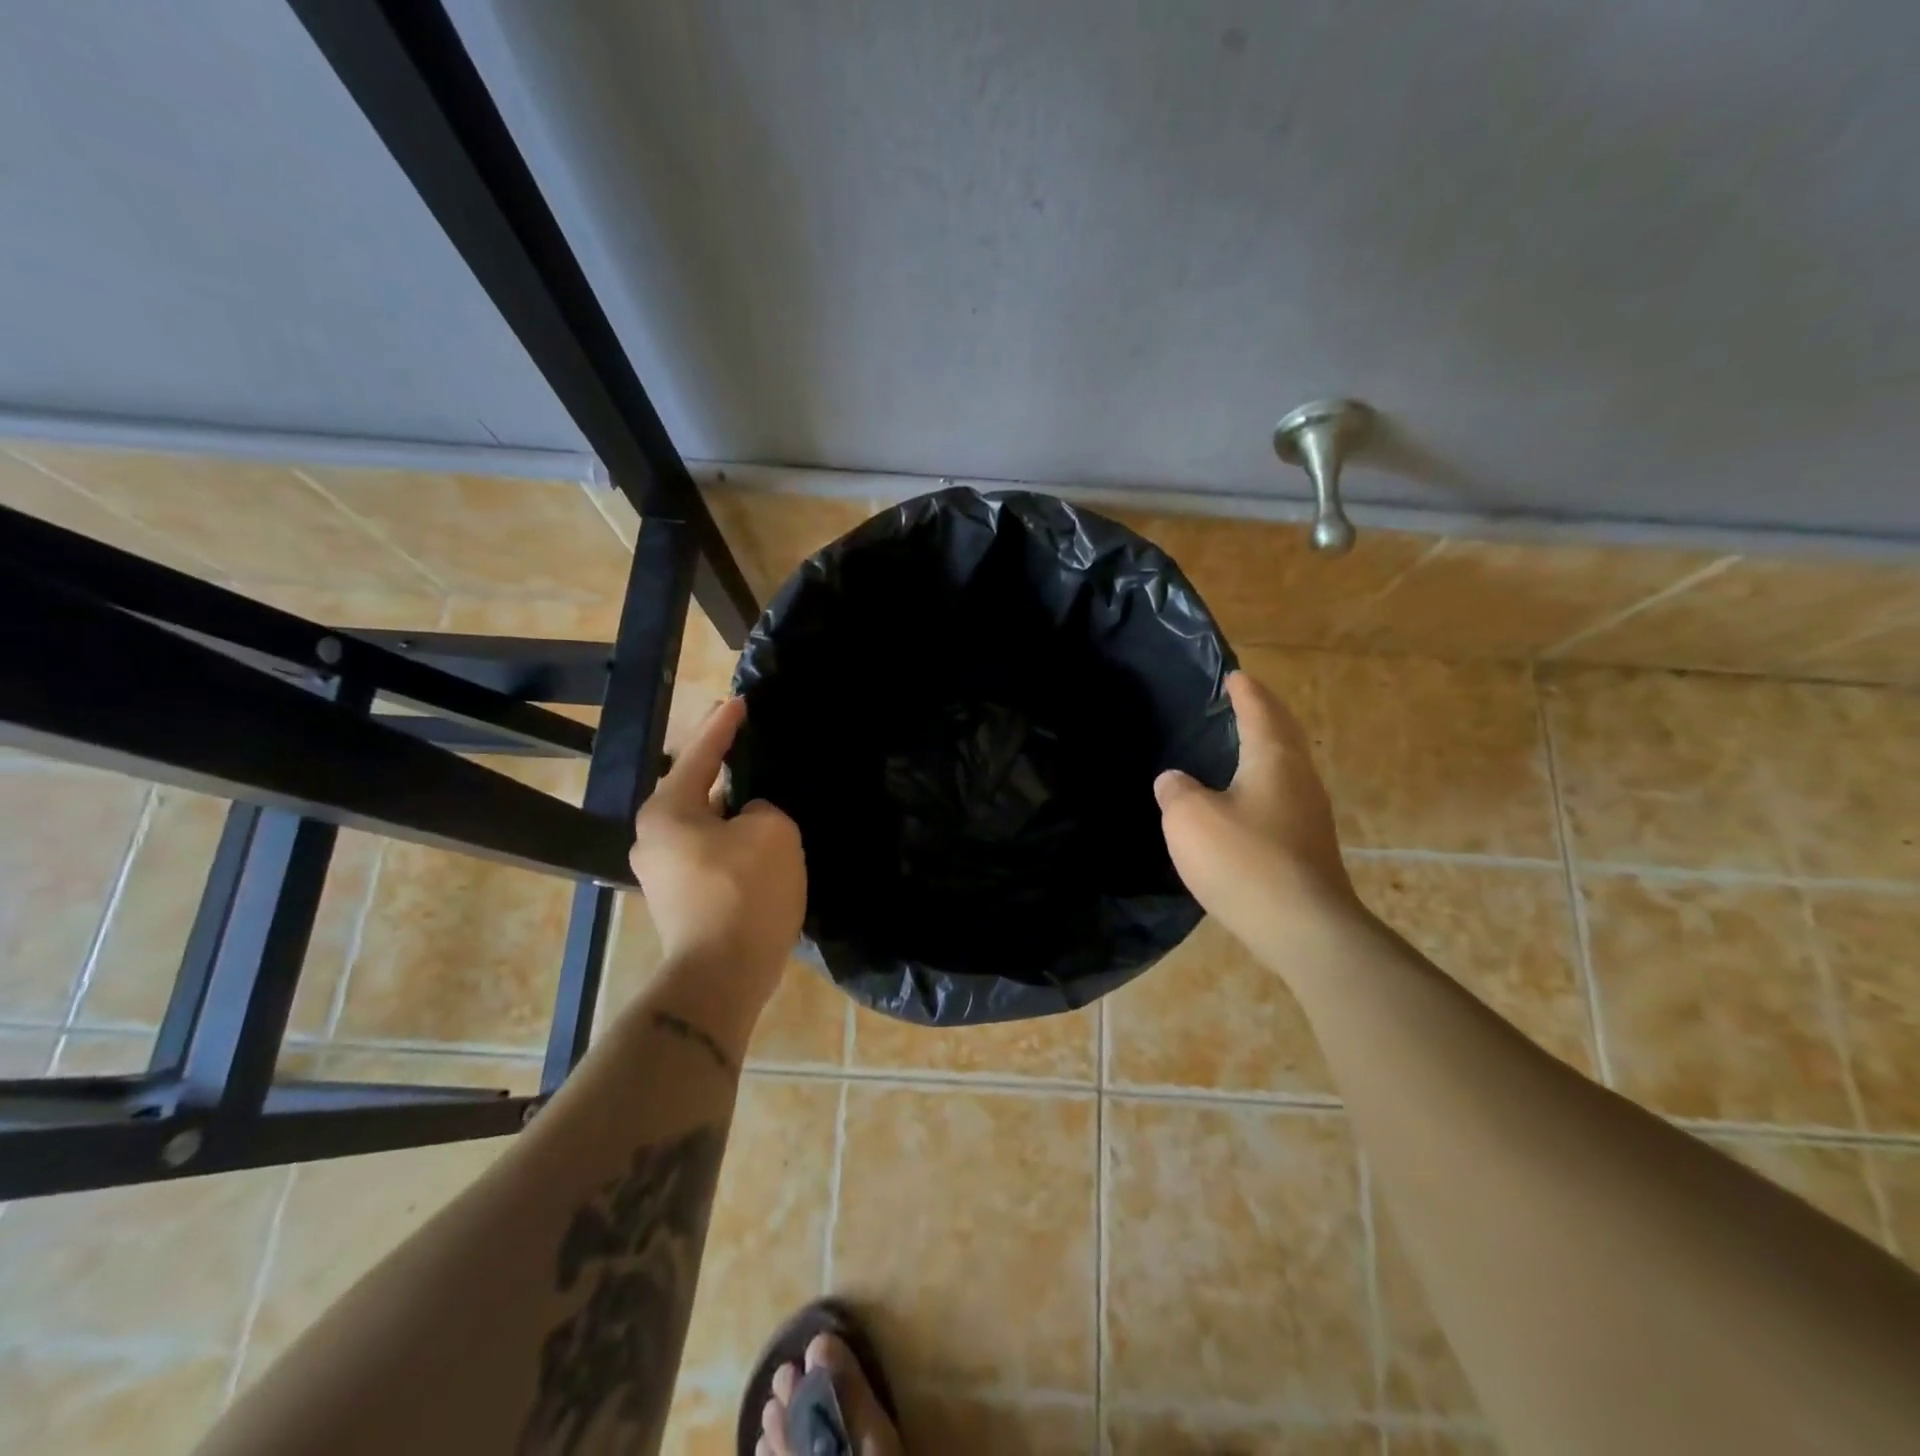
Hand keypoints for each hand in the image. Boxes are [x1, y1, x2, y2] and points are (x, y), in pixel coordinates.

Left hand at [629, 697, 805, 1012]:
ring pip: (706, 826)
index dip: (725, 725)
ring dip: (734, 813)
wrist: (721, 976)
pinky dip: (735, 844)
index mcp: (668, 811)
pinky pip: (711, 855)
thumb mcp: (772, 831)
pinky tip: (761, 846)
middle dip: (727, 770)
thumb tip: (748, 820)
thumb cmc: (744, 892)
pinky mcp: (681, 901)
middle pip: (697, 790)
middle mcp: (654, 838)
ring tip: (766, 798)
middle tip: (755, 748)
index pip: (702, 754)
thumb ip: (762, 809)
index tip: (740, 701)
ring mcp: (663, 873)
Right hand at [1155, 671, 1359, 956]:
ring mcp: (1311, 815)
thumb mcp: (1189, 819)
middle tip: (1242, 702)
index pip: (1260, 711)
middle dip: (1265, 714)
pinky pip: (1284, 797)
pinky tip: (1246, 800)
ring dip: (1267, 749)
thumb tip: (1175, 780)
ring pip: (1288, 767)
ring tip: (1240, 745)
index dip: (1245, 692)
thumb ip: (1176, 791)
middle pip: (1284, 734)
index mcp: (1273, 760)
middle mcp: (1300, 779)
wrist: (1303, 929)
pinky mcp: (1309, 847)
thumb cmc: (1243, 861)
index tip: (1235, 676)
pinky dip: (1265, 782)